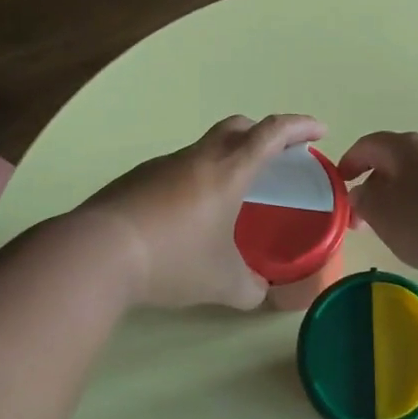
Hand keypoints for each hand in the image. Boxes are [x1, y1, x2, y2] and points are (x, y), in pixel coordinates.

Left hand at [82, 114, 326, 309]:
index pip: (271, 134)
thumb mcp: (220, 282)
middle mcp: (197, 158)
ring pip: (203, 148)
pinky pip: (177, 169)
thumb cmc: (173, 259)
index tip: (318, 129)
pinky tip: (185, 215)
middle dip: (262, 133)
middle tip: (275, 155)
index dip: (299, 127)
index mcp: (227, 172)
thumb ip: (249, 288)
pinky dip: (194, 180)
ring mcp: (163, 165)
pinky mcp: (137, 179)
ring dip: (224, 158)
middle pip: (236, 126)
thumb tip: (260, 292)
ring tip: (229, 195)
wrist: (99, 253)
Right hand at [338, 132, 417, 277]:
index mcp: (403, 146)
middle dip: (380, 185)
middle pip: (398, 159)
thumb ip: (365, 201)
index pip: (368, 145)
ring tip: (406, 229)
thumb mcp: (385, 215)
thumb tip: (362, 191)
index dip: (350, 163)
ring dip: (410, 196)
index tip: (341, 184)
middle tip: (370, 216)